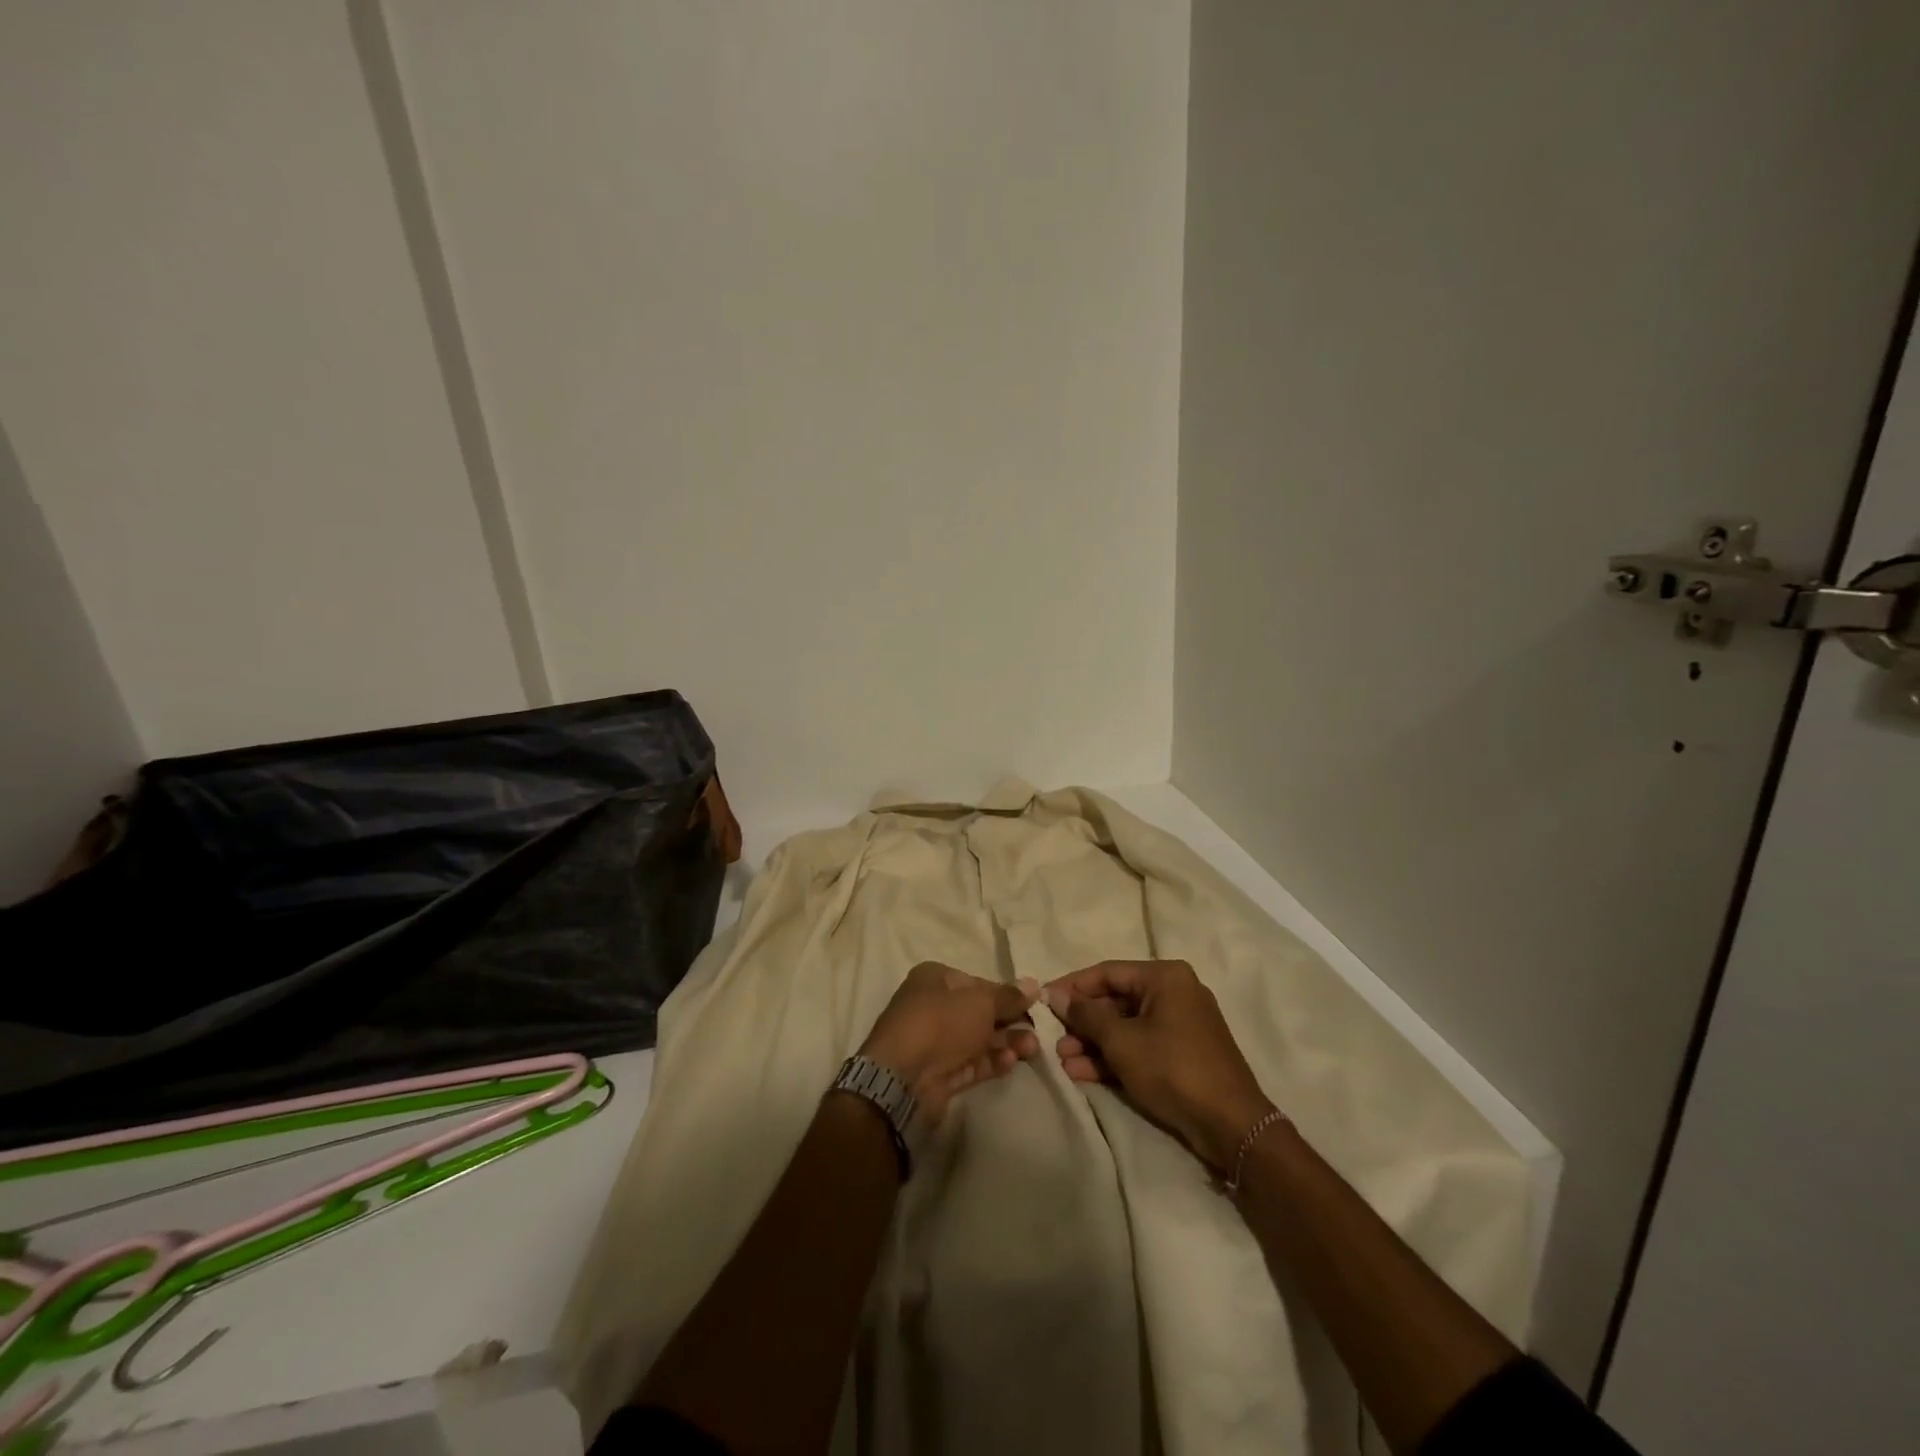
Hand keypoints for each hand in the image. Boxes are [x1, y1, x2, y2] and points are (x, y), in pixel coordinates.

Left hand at [860, 963, 1040, 1123]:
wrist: (904, 1078)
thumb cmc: (941, 1023)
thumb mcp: (980, 1002)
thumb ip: (1008, 996)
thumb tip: (1033, 985)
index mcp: (934, 980)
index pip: (977, 983)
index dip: (1005, 994)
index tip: (1031, 1005)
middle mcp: (932, 1006)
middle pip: (978, 1013)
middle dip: (1009, 1022)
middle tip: (1036, 1032)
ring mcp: (934, 1042)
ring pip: (977, 1040)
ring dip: (1005, 1043)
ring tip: (1030, 1049)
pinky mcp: (939, 1073)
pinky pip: (971, 1063)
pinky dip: (991, 1062)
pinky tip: (1010, 1062)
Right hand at [1045, 959, 1274, 1172]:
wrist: (1231, 1126)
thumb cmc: (1172, 1069)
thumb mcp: (1122, 1041)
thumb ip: (1086, 1015)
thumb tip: (1055, 995)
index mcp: (1165, 977)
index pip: (1107, 972)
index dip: (1072, 986)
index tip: (1044, 999)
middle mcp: (1174, 992)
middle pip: (1116, 1000)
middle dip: (1083, 1021)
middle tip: (1052, 1036)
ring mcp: (1180, 1024)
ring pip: (1126, 1026)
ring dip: (1094, 1043)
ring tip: (1063, 1060)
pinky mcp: (1182, 1054)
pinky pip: (1140, 1046)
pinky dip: (1114, 1057)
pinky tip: (1083, 1073)